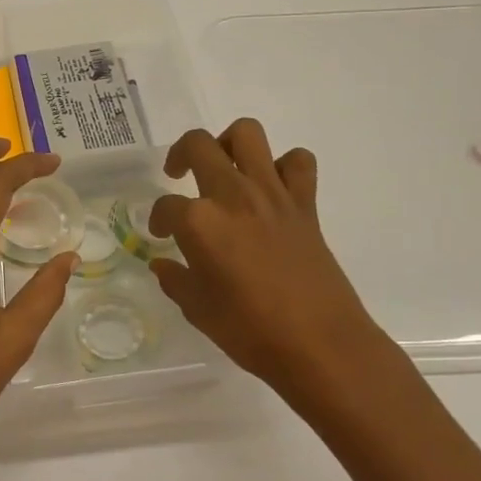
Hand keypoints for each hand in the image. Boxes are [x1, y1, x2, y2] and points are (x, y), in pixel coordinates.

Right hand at [148, 119, 410, 423]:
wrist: (321, 345)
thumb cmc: (250, 331)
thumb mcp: (198, 309)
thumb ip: (176, 279)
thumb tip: (164, 264)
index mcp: (199, 222)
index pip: (165, 206)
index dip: (158, 219)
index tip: (161, 235)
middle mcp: (232, 196)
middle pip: (198, 145)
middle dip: (180, 155)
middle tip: (178, 174)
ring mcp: (271, 195)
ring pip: (247, 134)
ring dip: (229, 143)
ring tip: (224, 167)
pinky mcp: (304, 205)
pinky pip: (298, 163)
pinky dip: (284, 166)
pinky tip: (272, 188)